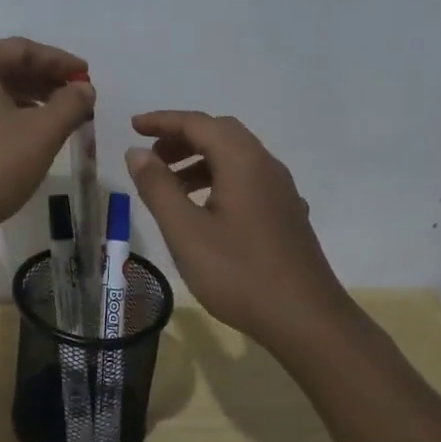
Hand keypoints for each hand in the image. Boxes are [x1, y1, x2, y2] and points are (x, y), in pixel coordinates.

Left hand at [0, 38, 94, 257]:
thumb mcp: (40, 134)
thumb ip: (69, 105)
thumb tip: (84, 89)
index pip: (22, 50)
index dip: (59, 61)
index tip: (86, 76)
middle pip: (5, 68)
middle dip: (45, 81)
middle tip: (78, 97)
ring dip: (29, 100)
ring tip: (61, 117)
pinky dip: (8, 116)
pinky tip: (29, 136)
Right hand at [126, 111, 349, 346]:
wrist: (307, 321)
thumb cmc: (239, 273)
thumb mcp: (185, 231)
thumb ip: (158, 187)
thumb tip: (138, 152)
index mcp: (242, 162)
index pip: (198, 123)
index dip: (163, 121)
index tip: (133, 127)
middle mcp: (266, 166)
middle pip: (220, 134)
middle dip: (182, 138)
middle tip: (151, 156)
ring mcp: (281, 191)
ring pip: (236, 158)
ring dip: (199, 160)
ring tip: (169, 186)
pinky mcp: (286, 214)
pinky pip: (247, 179)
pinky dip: (218, 179)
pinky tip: (204, 210)